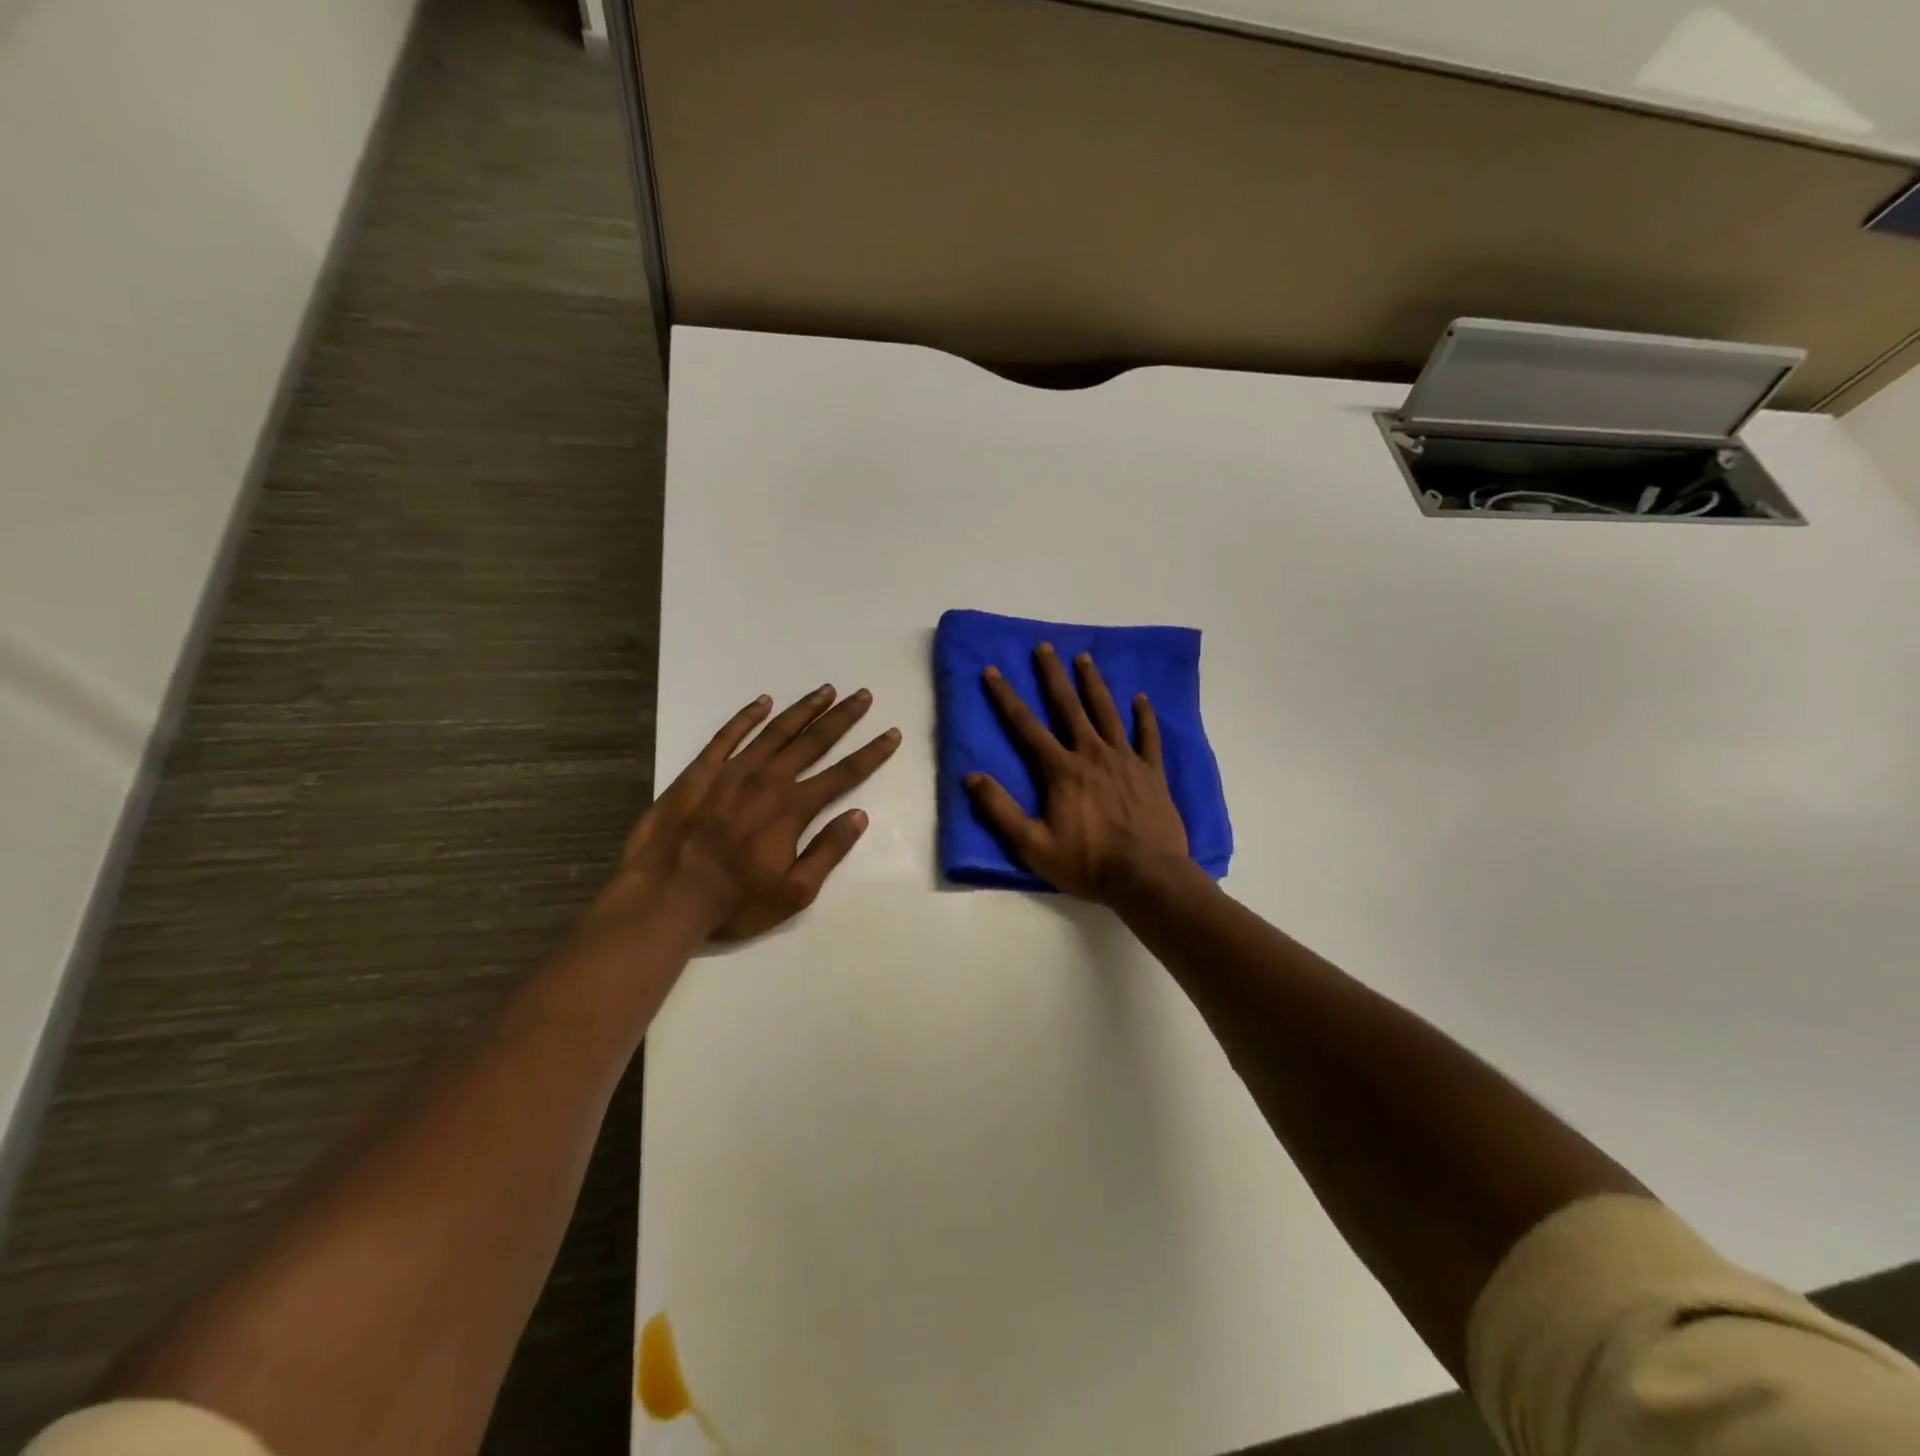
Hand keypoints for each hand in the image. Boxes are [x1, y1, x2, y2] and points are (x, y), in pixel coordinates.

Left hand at [587, 685, 900, 944]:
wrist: (664, 896)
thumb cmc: (734, 902)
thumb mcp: (794, 892)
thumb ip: (828, 851)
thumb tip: (859, 815)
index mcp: (793, 809)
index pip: (844, 774)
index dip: (872, 753)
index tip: (892, 733)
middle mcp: (768, 780)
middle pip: (814, 741)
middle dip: (843, 717)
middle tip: (863, 694)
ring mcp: (731, 772)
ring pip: (775, 731)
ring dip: (803, 709)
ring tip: (826, 690)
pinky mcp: (699, 772)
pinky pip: (727, 736)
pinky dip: (746, 716)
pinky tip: (763, 701)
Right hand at [966, 643, 1188, 903]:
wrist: (1147, 877)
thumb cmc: (1087, 863)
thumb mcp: (1033, 845)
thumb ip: (1000, 810)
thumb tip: (971, 777)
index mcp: (1061, 770)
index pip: (1026, 726)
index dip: (1006, 697)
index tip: (993, 671)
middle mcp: (1092, 754)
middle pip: (1069, 706)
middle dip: (1053, 675)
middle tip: (1045, 646)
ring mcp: (1126, 760)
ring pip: (1107, 712)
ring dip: (1094, 684)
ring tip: (1085, 658)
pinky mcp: (1152, 772)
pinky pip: (1148, 736)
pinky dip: (1145, 716)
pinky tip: (1142, 698)